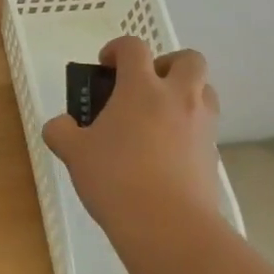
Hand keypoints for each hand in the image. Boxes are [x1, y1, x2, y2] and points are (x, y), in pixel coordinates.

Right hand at [41, 36, 222, 247]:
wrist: (168, 226)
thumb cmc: (116, 179)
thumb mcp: (74, 154)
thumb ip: (62, 132)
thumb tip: (60, 125)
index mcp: (142, 87)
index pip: (134, 47)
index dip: (117, 49)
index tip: (105, 66)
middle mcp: (178, 97)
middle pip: (189, 59)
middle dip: (168, 63)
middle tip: (145, 85)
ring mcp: (201, 125)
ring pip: (206, 90)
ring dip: (186, 93)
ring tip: (159, 116)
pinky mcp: (213, 154)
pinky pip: (205, 126)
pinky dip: (189, 128)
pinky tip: (166, 152)